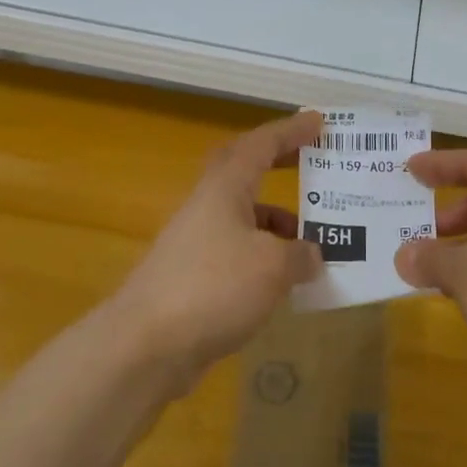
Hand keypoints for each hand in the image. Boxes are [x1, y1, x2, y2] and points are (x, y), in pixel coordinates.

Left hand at [112, 111, 323, 385]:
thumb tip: (311, 255)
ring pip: (244, 217)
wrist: (146, 345)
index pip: (261, 144)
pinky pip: (239, 253)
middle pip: (246, 171)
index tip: (319, 121)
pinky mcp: (194, 277)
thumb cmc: (213, 287)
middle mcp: (208, 206)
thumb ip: (300, 255)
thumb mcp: (272, 267)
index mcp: (224, 189)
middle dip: (280, 163)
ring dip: (277, 221)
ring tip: (313, 242)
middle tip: (313, 162)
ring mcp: (197, 242)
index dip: (291, 131)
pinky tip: (284, 284)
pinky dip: (265, 258)